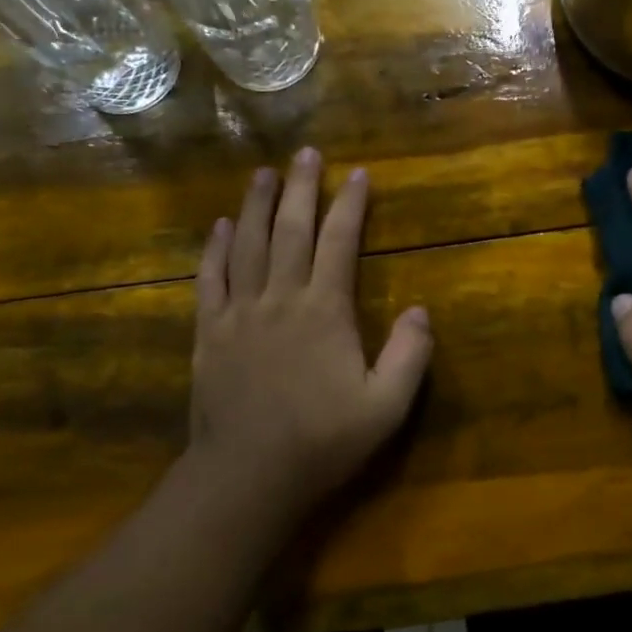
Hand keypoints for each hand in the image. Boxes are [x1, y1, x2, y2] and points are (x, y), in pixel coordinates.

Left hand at [186, 149, 432, 510]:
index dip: (349, 205)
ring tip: (263, 173)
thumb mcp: (385, 408)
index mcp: (324, 312)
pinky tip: (220, 225)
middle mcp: (280, 299)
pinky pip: (210, 279)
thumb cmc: (321, 442)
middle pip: (291, 231)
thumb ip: (409, 356)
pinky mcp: (209, 333)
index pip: (339, 243)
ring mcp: (239, 313)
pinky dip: (215, 248)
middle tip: (306, 153)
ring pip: (247, 244)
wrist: (246, 478)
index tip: (357, 174)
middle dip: (301, 188)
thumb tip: (422, 310)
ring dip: (256, 205)